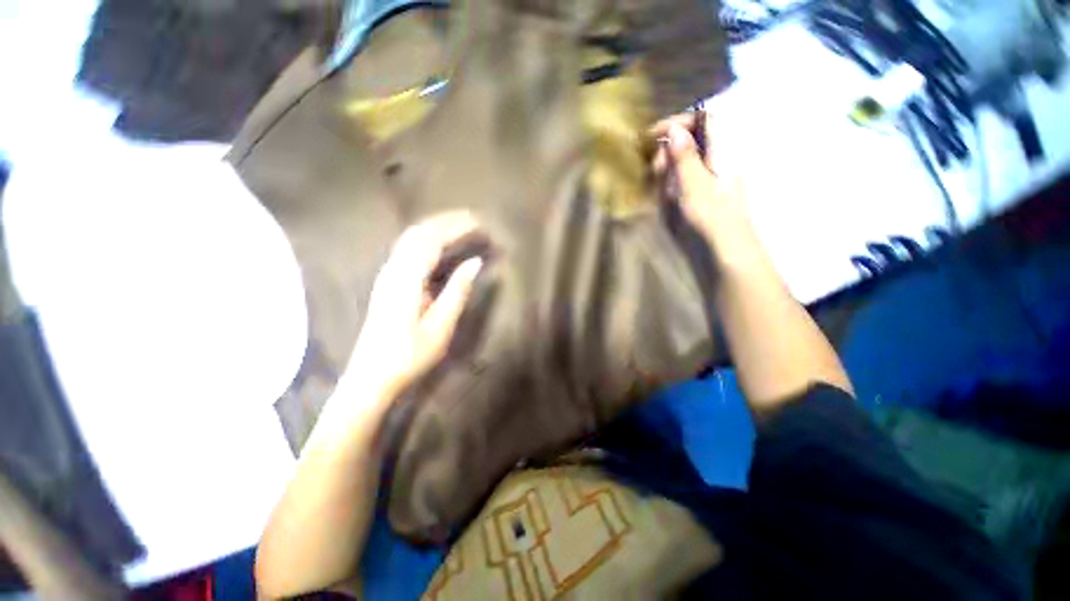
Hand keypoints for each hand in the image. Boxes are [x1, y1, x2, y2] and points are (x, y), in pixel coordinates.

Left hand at [348, 211, 482, 400]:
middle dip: (447, 221)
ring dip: (437, 227)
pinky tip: (441, 245)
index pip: (432, 240)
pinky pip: (408, 249)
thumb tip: (475, 262)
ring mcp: (388, 274)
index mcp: (406, 279)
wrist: (370, 377)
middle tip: (475, 220)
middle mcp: (393, 270)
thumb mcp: (440, 327)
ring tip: (462, 227)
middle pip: (419, 232)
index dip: (457, 227)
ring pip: (411, 238)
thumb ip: (457, 291)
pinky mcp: (388, 282)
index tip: (480, 223)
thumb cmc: (408, 355)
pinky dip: (428, 239)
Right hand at [650, 111, 744, 237]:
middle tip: (656, 166)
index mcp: (724, 150)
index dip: (678, 122)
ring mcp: (716, 172)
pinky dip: (676, 176)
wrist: (727, 244)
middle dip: (671, 148)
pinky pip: (690, 172)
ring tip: (659, 180)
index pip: (703, 120)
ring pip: (690, 156)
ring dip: (671, 163)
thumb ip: (684, 156)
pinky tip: (669, 189)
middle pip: (694, 138)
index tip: (654, 134)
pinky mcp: (709, 186)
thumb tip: (674, 129)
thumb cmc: (711, 214)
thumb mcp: (694, 184)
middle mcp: (722, 156)